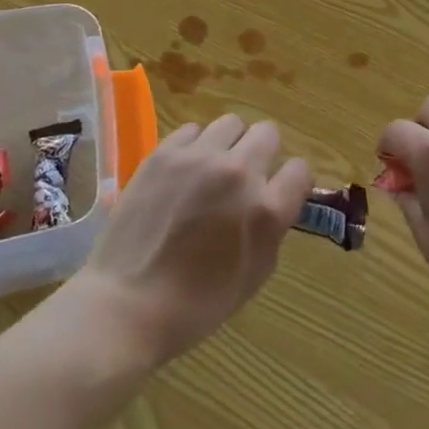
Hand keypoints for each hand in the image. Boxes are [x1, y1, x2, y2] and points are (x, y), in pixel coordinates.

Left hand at [73, 114, 311, 366]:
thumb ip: (272, 228)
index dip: (293, 182)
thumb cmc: (197, 304)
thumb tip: (274, 199)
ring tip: (213, 170)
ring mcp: (198, 157)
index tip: (281, 192)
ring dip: (230, 144)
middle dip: (264, 154)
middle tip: (247, 178)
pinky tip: (184, 172)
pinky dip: (196, 146)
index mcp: (266, 209)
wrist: (128, 303)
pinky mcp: (165, 151)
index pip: (300, 169)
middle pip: (268, 133)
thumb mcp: (254, 274)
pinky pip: (193, 130)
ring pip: (231, 123)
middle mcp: (238, 172)